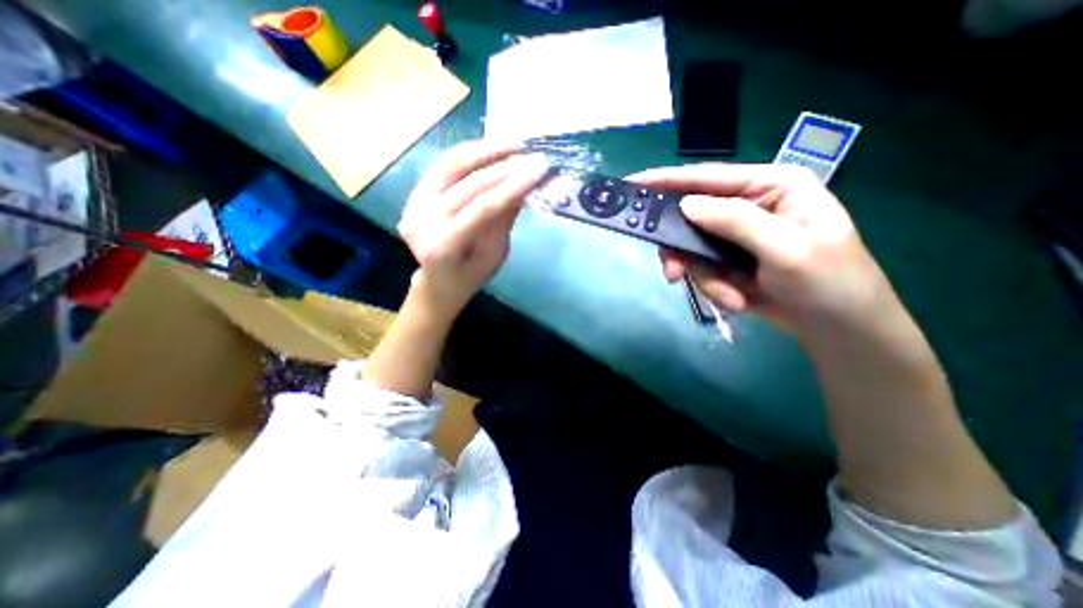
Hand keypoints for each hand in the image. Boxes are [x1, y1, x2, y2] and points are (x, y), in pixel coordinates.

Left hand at [397, 141, 549, 322]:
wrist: (436, 284)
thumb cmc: (469, 277)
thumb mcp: (494, 256)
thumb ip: (504, 219)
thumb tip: (524, 186)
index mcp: (442, 246)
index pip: (482, 208)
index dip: (512, 186)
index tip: (539, 170)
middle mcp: (421, 221)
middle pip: (466, 183)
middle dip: (503, 166)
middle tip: (532, 154)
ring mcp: (412, 204)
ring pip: (450, 164)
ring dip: (484, 150)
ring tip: (514, 144)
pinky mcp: (413, 194)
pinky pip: (443, 166)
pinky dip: (469, 155)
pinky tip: (491, 150)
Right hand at [632, 163, 892, 335]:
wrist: (837, 328)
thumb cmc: (828, 281)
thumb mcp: (785, 248)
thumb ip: (734, 221)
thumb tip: (684, 204)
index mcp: (770, 186)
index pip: (708, 177)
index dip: (667, 180)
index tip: (633, 184)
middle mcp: (748, 206)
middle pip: (691, 217)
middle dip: (681, 250)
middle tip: (671, 274)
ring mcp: (735, 236)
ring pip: (692, 250)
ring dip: (704, 278)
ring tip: (728, 298)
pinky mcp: (727, 261)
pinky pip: (702, 270)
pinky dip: (713, 288)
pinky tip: (735, 302)